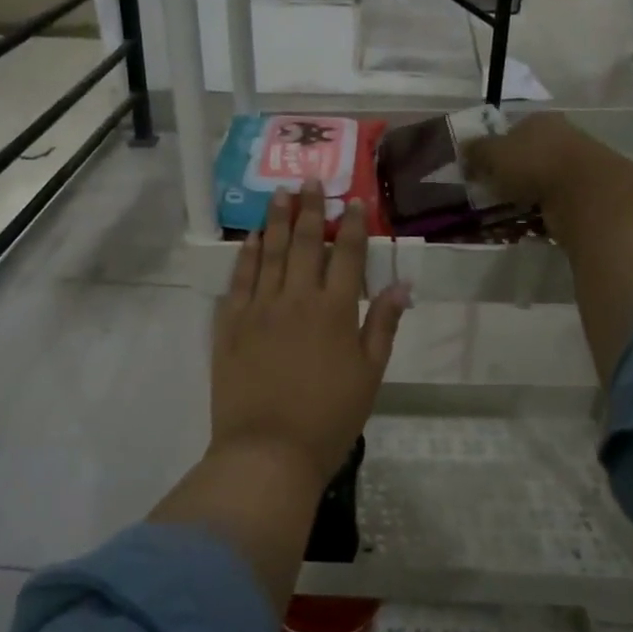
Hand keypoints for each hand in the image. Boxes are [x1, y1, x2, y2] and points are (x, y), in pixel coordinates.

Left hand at [210, 179, 408, 487]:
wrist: (269, 451)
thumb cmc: (329, 417)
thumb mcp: (369, 375)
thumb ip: (382, 325)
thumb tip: (401, 285)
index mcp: (335, 310)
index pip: (348, 255)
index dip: (352, 225)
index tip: (352, 201)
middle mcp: (296, 298)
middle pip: (305, 243)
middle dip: (311, 209)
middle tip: (311, 180)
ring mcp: (259, 308)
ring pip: (270, 253)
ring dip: (276, 220)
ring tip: (280, 194)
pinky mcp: (230, 324)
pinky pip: (239, 279)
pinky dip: (247, 255)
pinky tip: (252, 238)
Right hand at [462, 112, 632, 217]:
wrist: (585, 194)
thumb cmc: (534, 164)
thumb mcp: (493, 153)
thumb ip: (476, 150)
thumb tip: (464, 149)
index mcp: (539, 120)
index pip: (511, 130)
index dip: (493, 148)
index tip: (480, 169)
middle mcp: (561, 136)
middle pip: (527, 154)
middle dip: (509, 172)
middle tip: (490, 192)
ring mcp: (576, 165)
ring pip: (540, 178)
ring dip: (525, 193)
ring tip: (505, 210)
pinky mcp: (585, 192)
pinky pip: (554, 201)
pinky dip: (541, 210)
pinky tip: (528, 221)